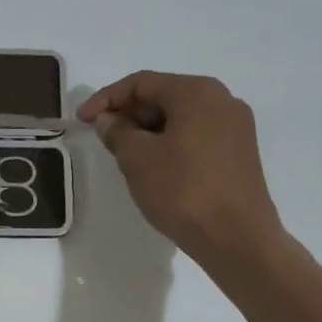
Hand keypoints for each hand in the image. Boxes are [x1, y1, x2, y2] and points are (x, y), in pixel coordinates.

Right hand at [76, 71, 287, 277]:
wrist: (237, 239)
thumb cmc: (183, 191)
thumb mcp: (138, 159)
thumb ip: (117, 132)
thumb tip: (109, 120)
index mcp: (197, 92)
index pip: (141, 83)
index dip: (106, 98)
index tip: (82, 120)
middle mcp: (222, 100)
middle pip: (164, 96)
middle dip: (129, 114)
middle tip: (103, 139)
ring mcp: (235, 127)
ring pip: (180, 118)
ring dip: (148, 131)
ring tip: (125, 156)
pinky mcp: (240, 153)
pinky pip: (196, 136)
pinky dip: (170, 144)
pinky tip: (155, 168)